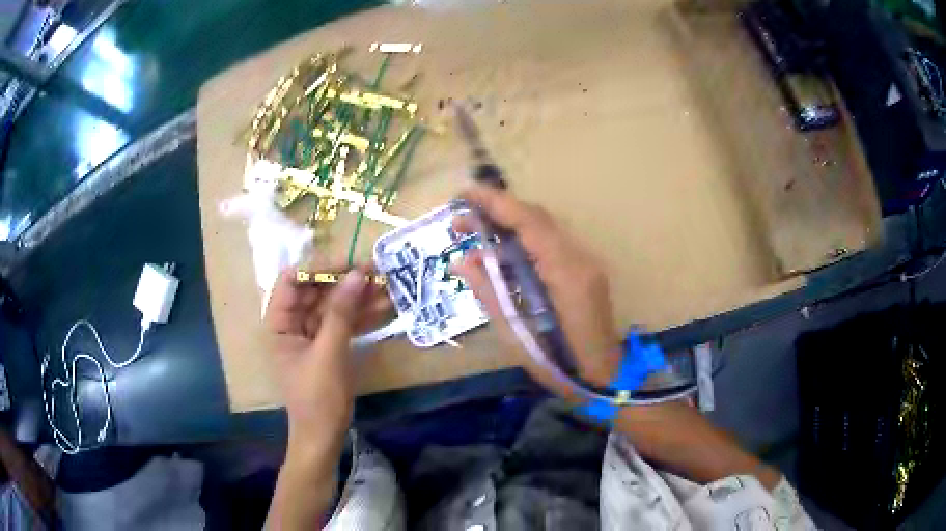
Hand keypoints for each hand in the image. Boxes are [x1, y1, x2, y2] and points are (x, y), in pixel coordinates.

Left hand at [263, 265, 390, 452]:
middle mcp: (292, 323)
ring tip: (387, 284)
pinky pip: (343, 321)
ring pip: (333, 305)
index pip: (292, 281)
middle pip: (316, 290)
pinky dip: (361, 314)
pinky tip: (384, 305)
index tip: (349, 264)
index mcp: (279, 323)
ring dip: (358, 295)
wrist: (324, 437)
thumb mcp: (328, 354)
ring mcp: (311, 334)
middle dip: (345, 280)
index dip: (319, 268)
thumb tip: (357, 274)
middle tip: (376, 270)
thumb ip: (341, 313)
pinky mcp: (328, 344)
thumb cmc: (317, 399)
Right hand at [452, 185, 622, 399]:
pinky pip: (550, 245)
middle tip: (459, 223)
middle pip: (537, 218)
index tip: (463, 194)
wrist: (605, 379)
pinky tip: (500, 256)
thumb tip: (460, 262)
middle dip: (496, 211)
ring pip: (544, 228)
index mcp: (566, 273)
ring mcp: (586, 263)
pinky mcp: (584, 271)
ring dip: (508, 225)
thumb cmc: (560, 366)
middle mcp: (579, 259)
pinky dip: (522, 241)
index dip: (496, 203)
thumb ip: (489, 293)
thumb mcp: (516, 335)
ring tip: (472, 236)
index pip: (529, 222)